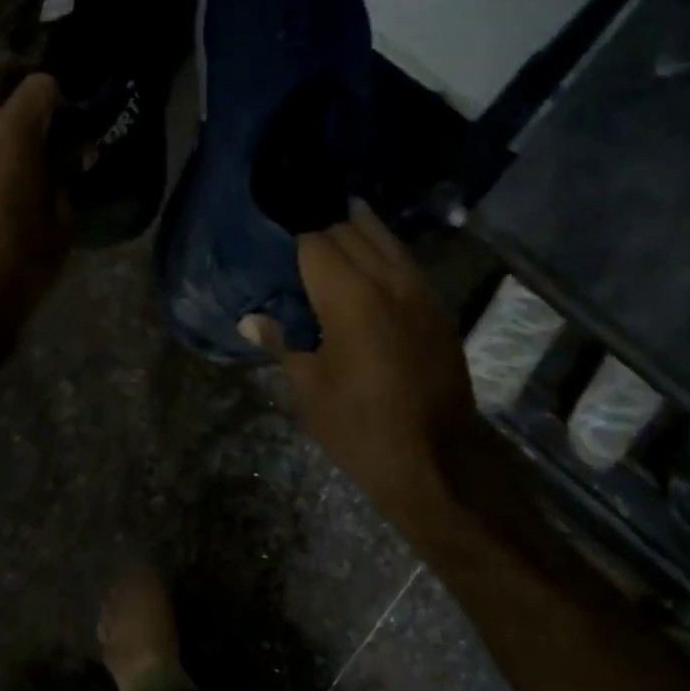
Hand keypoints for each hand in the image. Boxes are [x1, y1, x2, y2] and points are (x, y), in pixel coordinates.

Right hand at [251, 201, 477, 521]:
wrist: (438, 460)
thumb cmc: (361, 428)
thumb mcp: (309, 389)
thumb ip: (282, 342)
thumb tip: (250, 319)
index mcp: (350, 297)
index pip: (315, 242)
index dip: (293, 241)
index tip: (275, 249)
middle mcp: (389, 280)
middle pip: (351, 230)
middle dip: (323, 232)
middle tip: (301, 249)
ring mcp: (421, 290)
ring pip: (386, 238)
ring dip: (358, 232)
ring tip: (334, 234)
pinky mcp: (439, 307)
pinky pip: (406, 261)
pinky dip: (384, 253)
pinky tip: (369, 266)